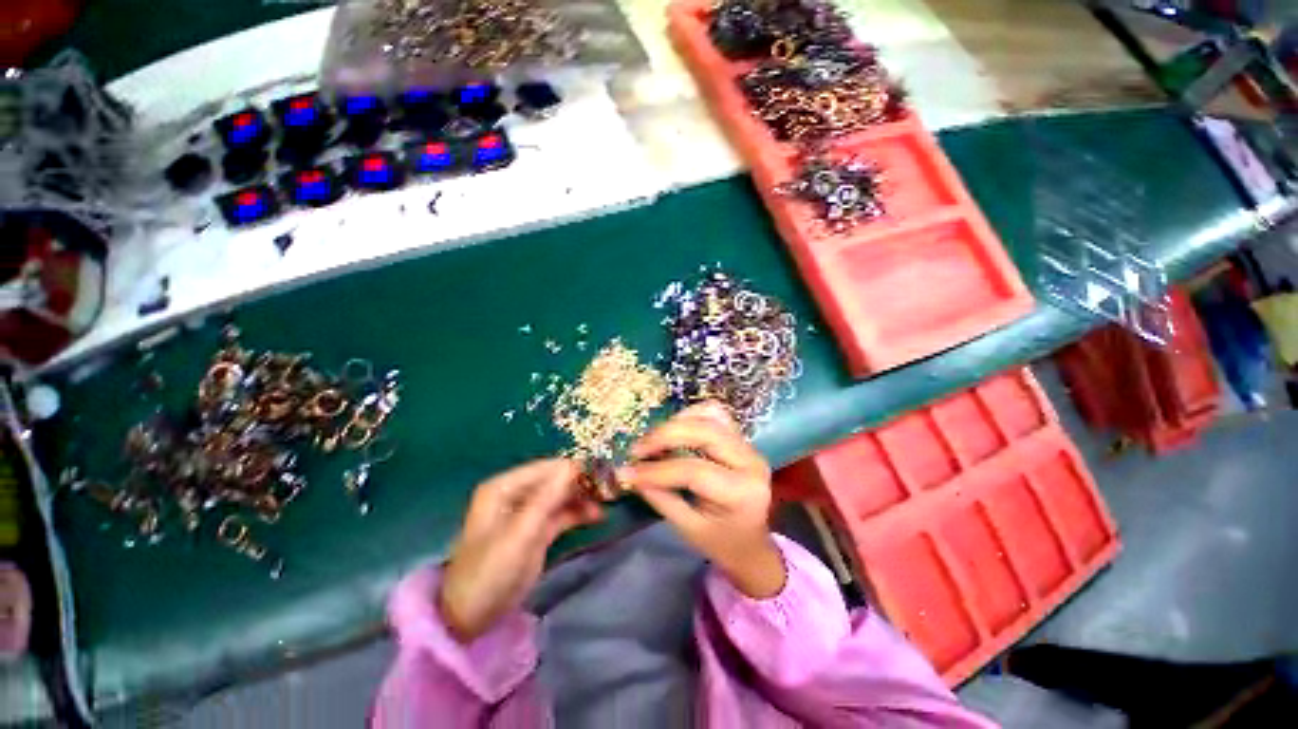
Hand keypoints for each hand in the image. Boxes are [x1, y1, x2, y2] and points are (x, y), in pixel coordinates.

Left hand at [439, 459, 600, 643]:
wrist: (471, 617)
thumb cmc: (490, 571)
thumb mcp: (520, 533)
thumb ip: (547, 498)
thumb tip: (573, 465)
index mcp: (504, 487)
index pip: (546, 467)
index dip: (573, 468)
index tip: (602, 472)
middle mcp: (516, 493)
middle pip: (555, 479)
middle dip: (581, 482)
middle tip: (609, 487)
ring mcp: (527, 512)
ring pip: (561, 496)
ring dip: (582, 497)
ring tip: (608, 501)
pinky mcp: (537, 530)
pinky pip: (561, 514)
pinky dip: (578, 513)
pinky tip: (598, 515)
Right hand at [618, 403, 786, 598]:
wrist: (750, 543)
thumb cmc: (720, 541)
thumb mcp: (688, 529)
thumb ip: (661, 498)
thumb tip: (629, 473)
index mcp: (742, 493)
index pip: (694, 471)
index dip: (657, 470)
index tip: (627, 471)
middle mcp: (750, 461)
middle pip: (704, 431)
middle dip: (665, 436)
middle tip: (638, 449)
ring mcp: (748, 445)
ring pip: (710, 415)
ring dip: (677, 422)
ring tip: (654, 440)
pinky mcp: (740, 437)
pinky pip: (714, 414)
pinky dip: (690, 416)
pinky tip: (673, 430)